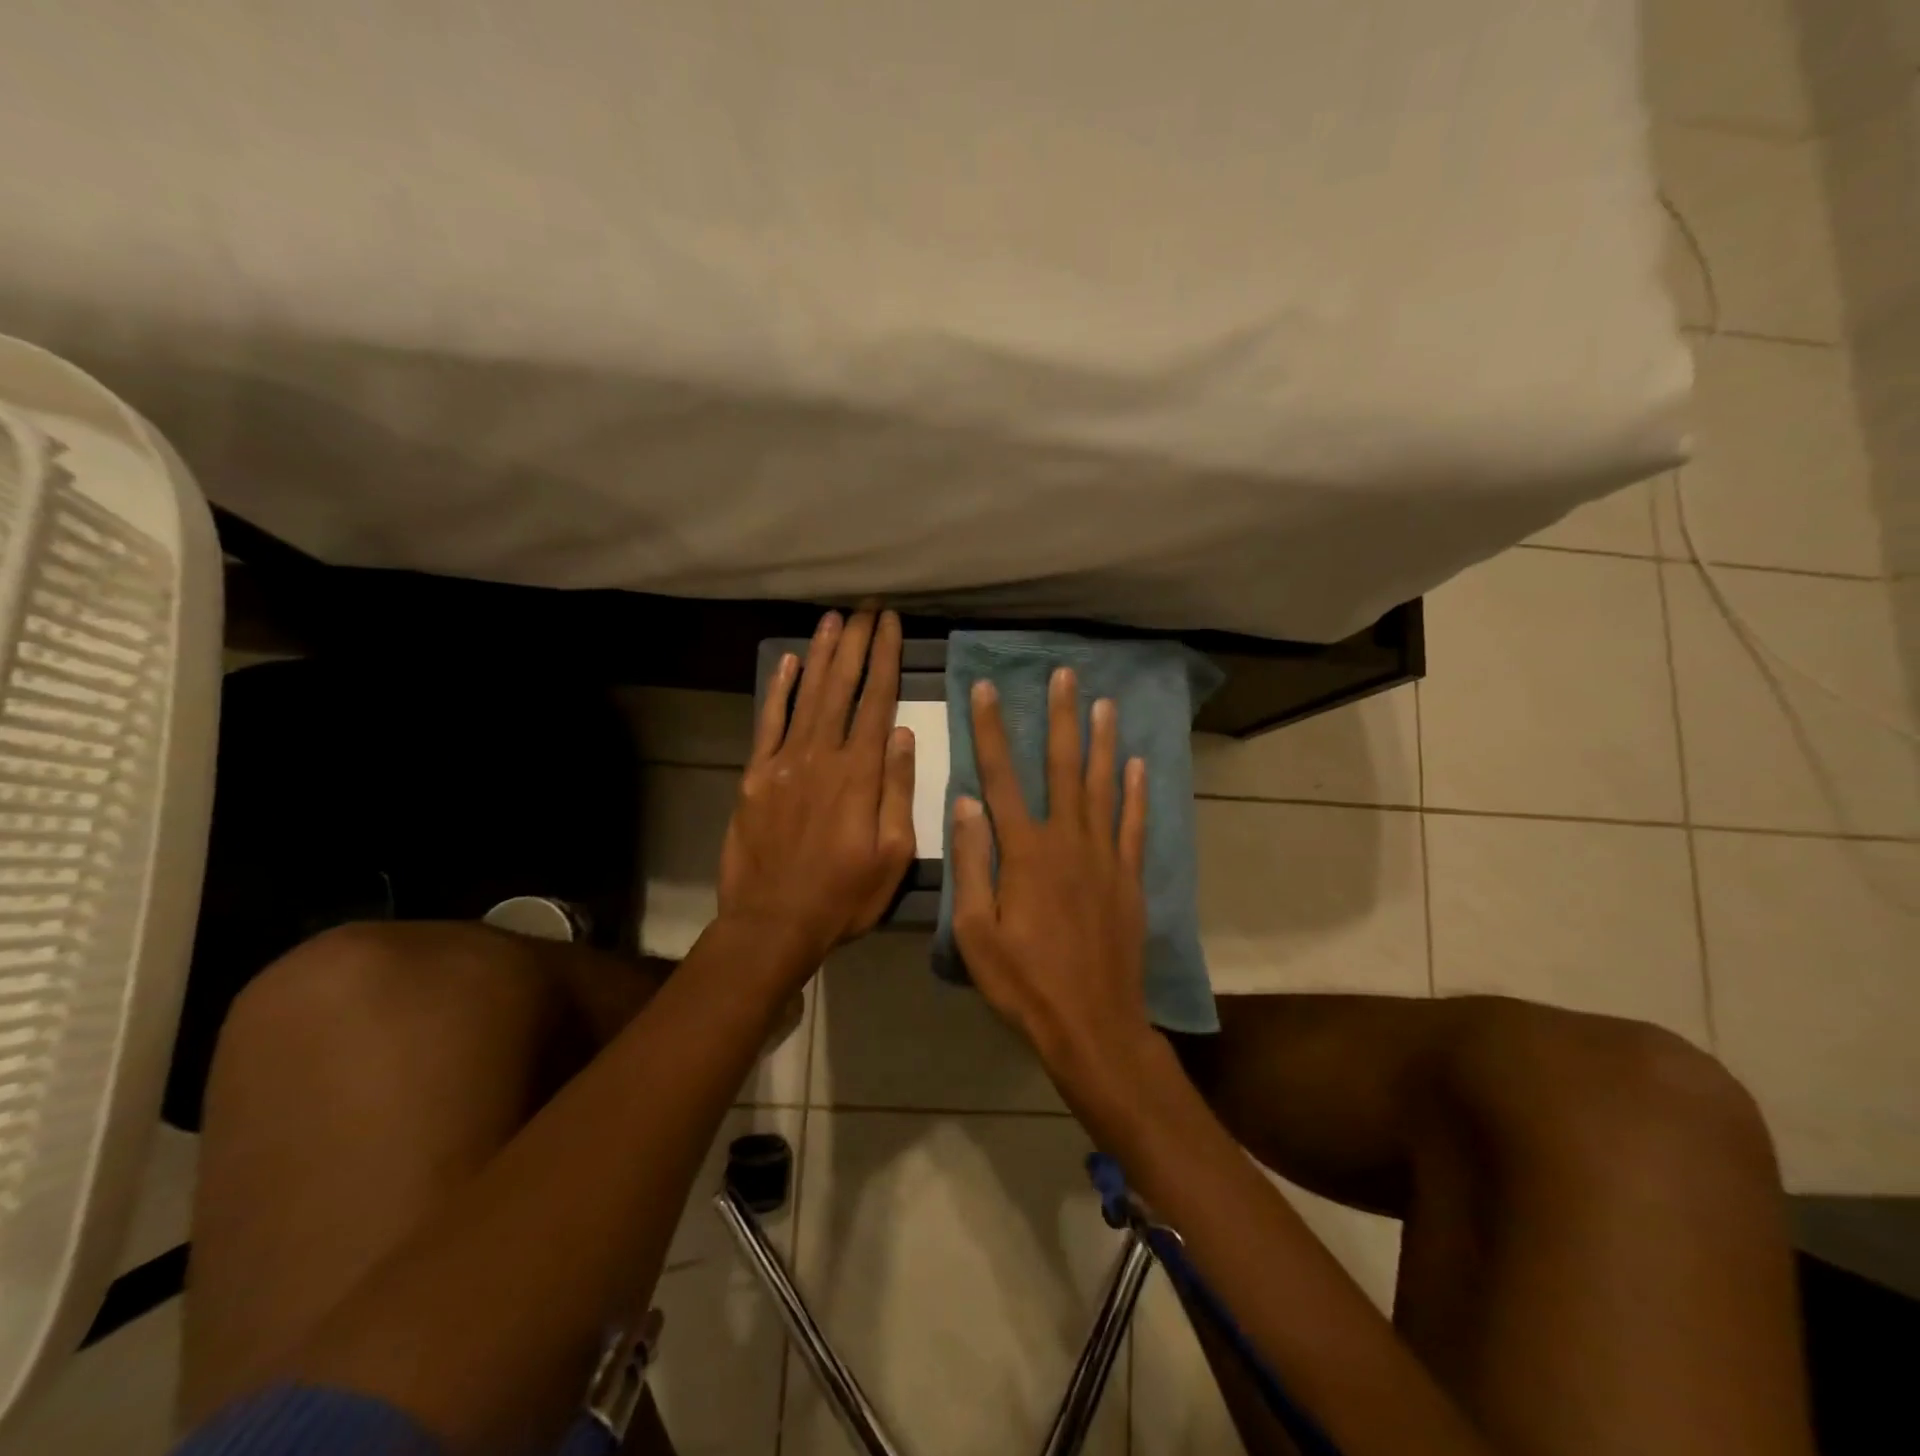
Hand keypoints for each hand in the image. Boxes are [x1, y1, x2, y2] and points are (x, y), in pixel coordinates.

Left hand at [718, 608, 916, 969]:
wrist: (773, 922)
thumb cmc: (844, 895)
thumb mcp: (893, 854)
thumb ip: (898, 791)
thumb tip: (904, 735)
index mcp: (860, 774)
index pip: (877, 701)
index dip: (885, 658)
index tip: (891, 625)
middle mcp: (822, 755)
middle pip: (841, 687)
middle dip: (856, 643)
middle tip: (865, 608)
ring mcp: (784, 762)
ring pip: (806, 695)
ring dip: (821, 655)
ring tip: (833, 620)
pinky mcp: (756, 776)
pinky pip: (768, 722)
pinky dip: (778, 690)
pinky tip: (788, 662)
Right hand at [951, 666, 1152, 1083]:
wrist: (1092, 1025)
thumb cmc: (1024, 983)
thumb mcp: (975, 932)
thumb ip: (972, 863)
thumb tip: (966, 802)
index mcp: (1024, 852)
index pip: (1001, 776)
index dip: (991, 729)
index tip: (986, 688)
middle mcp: (1067, 841)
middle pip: (1063, 767)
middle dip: (1061, 718)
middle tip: (1064, 675)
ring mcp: (1104, 857)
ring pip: (1104, 786)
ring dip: (1103, 742)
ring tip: (1105, 703)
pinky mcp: (1129, 878)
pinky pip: (1134, 825)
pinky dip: (1136, 793)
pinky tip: (1138, 765)